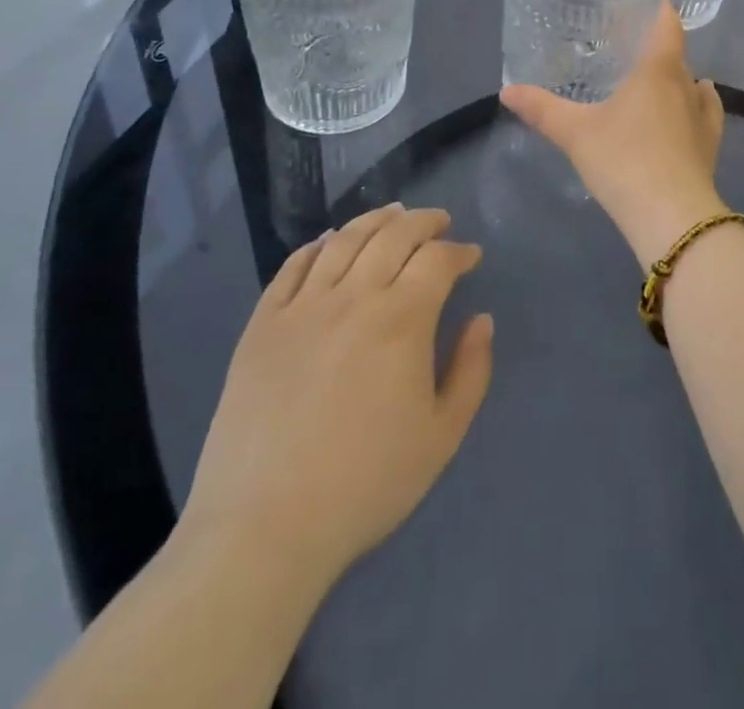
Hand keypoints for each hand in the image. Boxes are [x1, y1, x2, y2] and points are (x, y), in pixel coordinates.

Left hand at [177, 204, 493, 593]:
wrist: (263, 529)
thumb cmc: (365, 484)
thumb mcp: (442, 436)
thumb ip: (471, 370)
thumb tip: (481, 320)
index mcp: (402, 319)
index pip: (437, 259)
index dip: (459, 251)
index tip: (470, 257)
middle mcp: (354, 297)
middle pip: (394, 235)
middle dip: (424, 221)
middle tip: (439, 222)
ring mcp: (302, 307)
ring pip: (344, 240)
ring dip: (375, 220)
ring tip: (393, 215)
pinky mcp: (262, 325)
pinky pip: (293, 267)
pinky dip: (317, 245)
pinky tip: (329, 242)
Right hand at [500, 0, 728, 266]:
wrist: (671, 216)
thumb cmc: (623, 160)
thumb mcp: (575, 133)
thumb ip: (542, 109)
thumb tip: (506, 90)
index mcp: (657, 71)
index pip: (666, 26)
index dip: (660, 10)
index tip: (650, 0)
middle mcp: (686, 85)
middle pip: (676, 56)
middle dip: (658, 47)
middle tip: (632, 47)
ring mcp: (703, 116)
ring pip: (691, 84)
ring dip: (677, 77)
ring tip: (655, 79)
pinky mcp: (710, 144)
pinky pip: (707, 111)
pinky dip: (699, 103)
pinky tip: (695, 105)